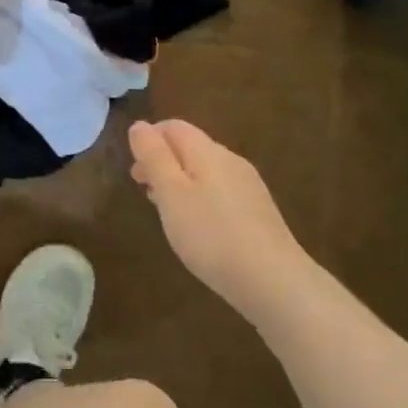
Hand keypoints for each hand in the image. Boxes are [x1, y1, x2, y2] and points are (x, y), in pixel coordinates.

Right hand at [128, 119, 305, 310]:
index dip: (149, 138)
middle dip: (162, 161)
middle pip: (191, 147)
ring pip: (205, 171)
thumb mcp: (171, 193)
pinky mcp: (258, 212)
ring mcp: (248, 187)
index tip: (133, 167)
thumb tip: (139, 125)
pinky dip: (199, 198)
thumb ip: (154, 156)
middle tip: (142, 188)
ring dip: (179, 181)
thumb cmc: (211, 234)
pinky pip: (220, 192)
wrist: (273, 281)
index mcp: (208, 152)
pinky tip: (196, 226)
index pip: (174, 127)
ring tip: (164, 209)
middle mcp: (231, 161)